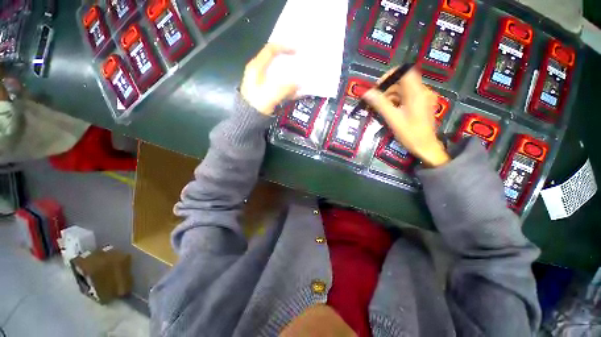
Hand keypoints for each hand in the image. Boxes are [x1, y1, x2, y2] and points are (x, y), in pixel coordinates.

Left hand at [241, 44, 298, 114]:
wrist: (247, 120)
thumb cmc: (256, 105)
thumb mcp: (271, 95)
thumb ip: (286, 88)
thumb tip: (299, 84)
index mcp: (256, 67)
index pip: (270, 49)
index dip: (284, 47)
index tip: (297, 51)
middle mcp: (257, 71)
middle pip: (274, 60)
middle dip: (288, 61)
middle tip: (300, 63)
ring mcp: (260, 81)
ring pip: (277, 73)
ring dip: (288, 74)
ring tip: (300, 77)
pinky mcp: (264, 91)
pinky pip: (277, 84)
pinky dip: (286, 85)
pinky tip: (294, 91)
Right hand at [363, 68, 449, 166]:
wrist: (425, 147)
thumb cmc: (410, 134)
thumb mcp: (393, 119)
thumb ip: (380, 104)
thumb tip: (367, 93)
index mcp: (417, 93)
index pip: (405, 71)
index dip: (390, 75)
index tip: (378, 86)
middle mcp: (422, 92)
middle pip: (402, 81)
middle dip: (387, 89)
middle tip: (375, 101)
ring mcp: (422, 98)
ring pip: (403, 90)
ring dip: (390, 96)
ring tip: (380, 108)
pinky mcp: (421, 104)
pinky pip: (406, 97)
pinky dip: (396, 101)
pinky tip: (389, 110)